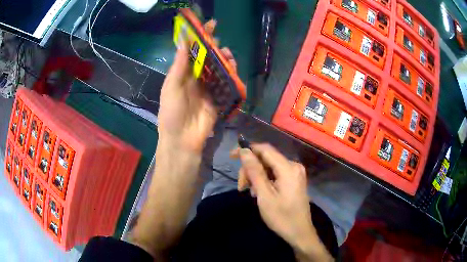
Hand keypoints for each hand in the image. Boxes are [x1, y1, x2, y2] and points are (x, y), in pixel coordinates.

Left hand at [158, 20, 236, 152]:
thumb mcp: (171, 88)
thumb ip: (179, 66)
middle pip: (206, 58)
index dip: (198, 39)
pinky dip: (230, 74)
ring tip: (226, 53)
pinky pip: (226, 83)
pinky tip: (232, 67)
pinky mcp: (219, 99)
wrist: (183, 140)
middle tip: (218, 38)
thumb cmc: (172, 113)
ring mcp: (208, 89)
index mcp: (182, 75)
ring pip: (218, 69)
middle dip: (212, 47)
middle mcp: (196, 79)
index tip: (207, 25)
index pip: (192, 52)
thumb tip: (184, 42)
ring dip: (223, 59)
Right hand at [233, 144, 332, 261]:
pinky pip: (275, 174)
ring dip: (256, 176)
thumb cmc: (281, 217)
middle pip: (266, 159)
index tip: (232, 156)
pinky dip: (264, 181)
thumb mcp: (264, 195)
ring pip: (269, 167)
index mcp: (288, 168)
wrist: (300, 233)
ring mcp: (295, 173)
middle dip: (251, 169)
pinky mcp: (294, 180)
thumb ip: (254, 171)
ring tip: (250, 192)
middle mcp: (293, 166)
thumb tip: (244, 151)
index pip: (265, 149)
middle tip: (241, 186)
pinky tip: (259, 192)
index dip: (247, 150)